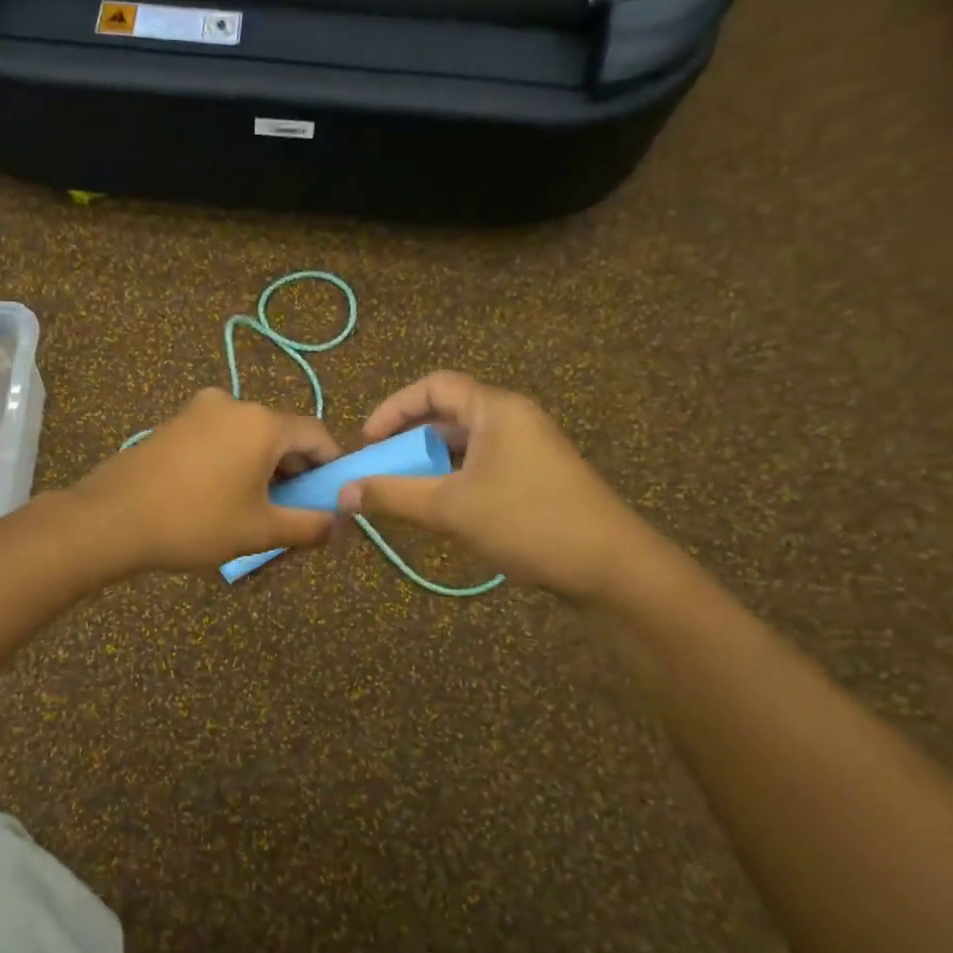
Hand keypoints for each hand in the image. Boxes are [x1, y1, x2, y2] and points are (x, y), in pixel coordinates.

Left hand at [73, 388, 341, 573]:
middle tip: (295, 510)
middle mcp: (232, 403)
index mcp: (261, 422)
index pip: (316, 434)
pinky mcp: (172, 423)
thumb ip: (308, 525)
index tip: (332, 497)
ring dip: (262, 467)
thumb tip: (341, 526)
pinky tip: (220, 495)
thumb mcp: (259, 530)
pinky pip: (218, 438)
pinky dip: (232, 461)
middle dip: (295, 470)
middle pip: (281, 433)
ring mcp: (197, 410)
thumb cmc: (195, 522)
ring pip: (247, 436)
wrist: (111, 519)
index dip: (331, 466)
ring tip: (256, 508)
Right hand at [337, 371, 657, 601]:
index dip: (394, 407)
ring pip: (465, 444)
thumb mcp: (451, 508)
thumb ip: (393, 495)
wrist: (609, 566)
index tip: (368, 441)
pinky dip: (454, 479)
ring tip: (405, 491)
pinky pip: (482, 466)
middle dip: (409, 439)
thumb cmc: (527, 522)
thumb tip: (343, 491)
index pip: (434, 386)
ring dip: (430, 463)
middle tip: (381, 468)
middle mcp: (513, 419)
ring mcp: (528, 449)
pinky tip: (441, 509)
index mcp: (496, 410)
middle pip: (448, 414)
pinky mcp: (536, 477)